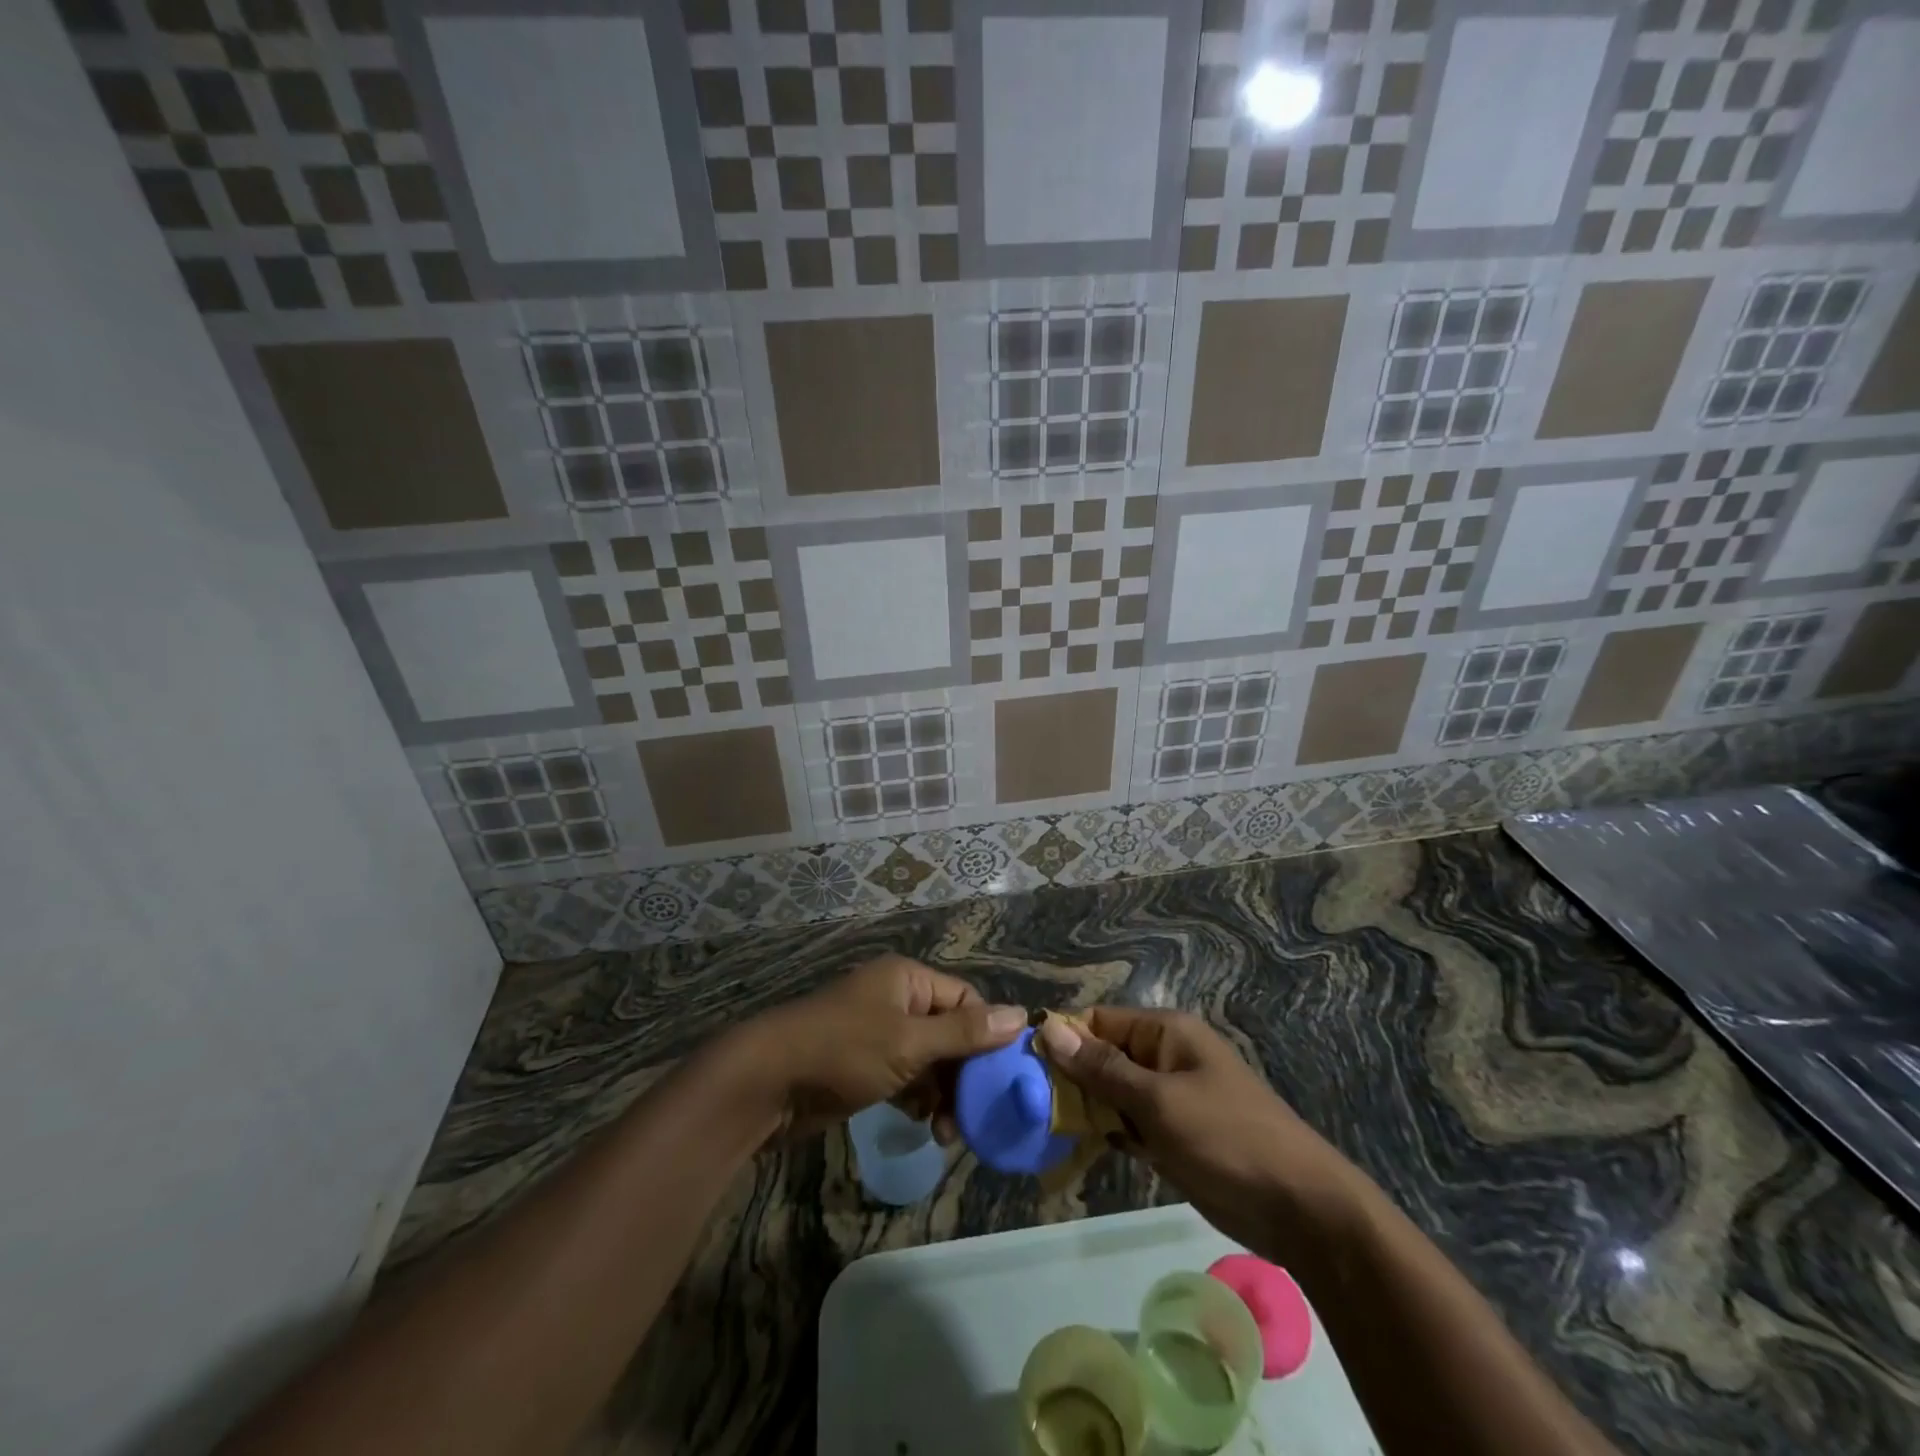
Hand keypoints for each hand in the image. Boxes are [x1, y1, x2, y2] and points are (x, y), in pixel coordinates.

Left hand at [738, 954, 1024, 1140]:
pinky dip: (918, 1098)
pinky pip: (907, 1076)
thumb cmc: (843, 1050)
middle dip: (964, 1074)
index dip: (988, 1036)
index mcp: (909, 980)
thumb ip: (964, 1034)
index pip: (966, 1000)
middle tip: (973, 1116)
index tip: (1004, 1078)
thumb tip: (1021, 1016)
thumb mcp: (909, 1042)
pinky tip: (924, 1124)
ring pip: (930, 1060)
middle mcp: (898, 1000)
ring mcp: (880, 1033)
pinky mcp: (866, 1065)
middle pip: (950, 1032)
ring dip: (943, 1093)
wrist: (767, 1083)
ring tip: (946, 1131)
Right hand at [1036, 1008, 1367, 1254]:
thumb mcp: (1159, 1102)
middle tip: (1028, 1106)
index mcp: (1166, 1032)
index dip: (1064, 1039)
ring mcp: (1171, 1097)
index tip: (1024, 1067)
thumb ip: (1103, 1068)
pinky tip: (1079, 1151)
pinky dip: (1108, 1133)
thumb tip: (1050, 1028)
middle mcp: (1165, 1056)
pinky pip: (1130, 1123)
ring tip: (1044, 1130)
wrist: (1302, 1210)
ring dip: (1086, 1109)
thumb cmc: (1227, 1140)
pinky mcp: (1174, 1134)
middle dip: (1070, 1078)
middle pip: (1103, 1055)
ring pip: (1113, 1092)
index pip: (1100, 1021)